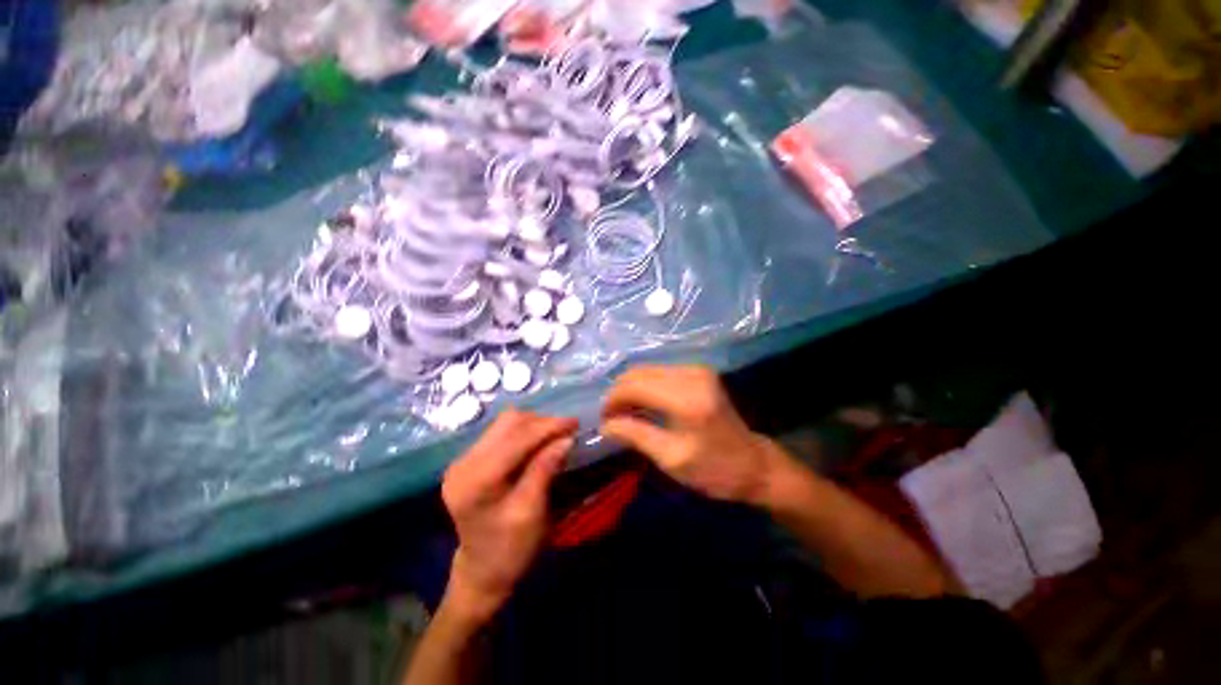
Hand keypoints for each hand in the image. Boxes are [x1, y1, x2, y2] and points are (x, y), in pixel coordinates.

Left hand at [441, 410, 577, 620]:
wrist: (482, 571)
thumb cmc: (510, 549)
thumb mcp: (532, 512)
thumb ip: (545, 469)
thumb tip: (566, 438)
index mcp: (476, 480)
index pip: (516, 438)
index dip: (547, 426)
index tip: (575, 423)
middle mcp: (463, 463)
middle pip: (508, 422)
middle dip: (541, 422)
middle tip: (567, 430)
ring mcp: (463, 459)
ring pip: (505, 424)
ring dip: (534, 425)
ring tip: (556, 436)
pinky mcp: (469, 460)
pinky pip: (501, 433)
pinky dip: (524, 434)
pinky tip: (539, 443)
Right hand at [600, 366, 782, 504]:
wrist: (754, 464)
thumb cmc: (713, 469)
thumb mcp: (670, 458)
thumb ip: (635, 435)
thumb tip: (604, 425)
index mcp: (685, 398)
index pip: (634, 386)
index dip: (613, 400)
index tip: (603, 420)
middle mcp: (691, 375)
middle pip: (638, 373)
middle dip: (619, 393)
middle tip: (611, 418)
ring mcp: (696, 369)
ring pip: (647, 370)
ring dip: (631, 388)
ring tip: (624, 413)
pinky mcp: (698, 371)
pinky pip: (660, 372)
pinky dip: (645, 386)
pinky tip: (643, 404)